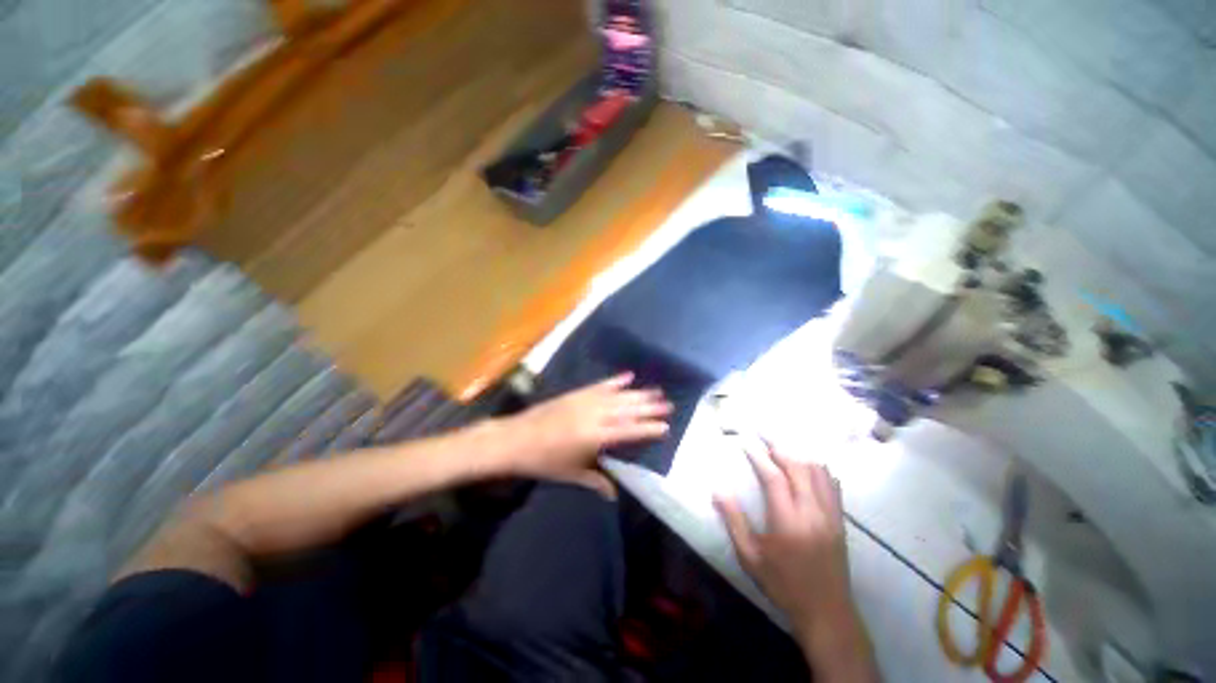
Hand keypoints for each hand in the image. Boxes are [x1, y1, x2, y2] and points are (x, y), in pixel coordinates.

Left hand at [500, 373, 671, 496]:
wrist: (514, 439)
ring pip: (618, 396)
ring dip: (638, 393)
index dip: (647, 428)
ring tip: (656, 390)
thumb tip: (615, 495)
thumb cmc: (543, 461)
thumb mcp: (571, 474)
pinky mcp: (576, 393)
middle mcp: (594, 415)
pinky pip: (600, 385)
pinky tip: (628, 376)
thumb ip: (596, 481)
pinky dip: (615, 380)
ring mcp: (585, 401)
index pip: (628, 431)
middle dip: (649, 407)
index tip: (666, 426)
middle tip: (668, 404)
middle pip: (627, 410)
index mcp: (594, 437)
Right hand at [714, 446, 858, 648]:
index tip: (745, 443)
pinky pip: (832, 484)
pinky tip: (807, 464)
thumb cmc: (783, 585)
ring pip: (818, 471)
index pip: (773, 477)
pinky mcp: (840, 520)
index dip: (758, 456)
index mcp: (788, 521)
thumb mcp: (750, 557)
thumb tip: (718, 490)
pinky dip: (818, 468)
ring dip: (798, 453)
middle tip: (762, 434)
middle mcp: (812, 511)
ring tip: (781, 445)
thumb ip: (734, 521)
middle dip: (778, 446)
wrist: (827, 612)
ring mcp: (830, 514)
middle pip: (798, 466)